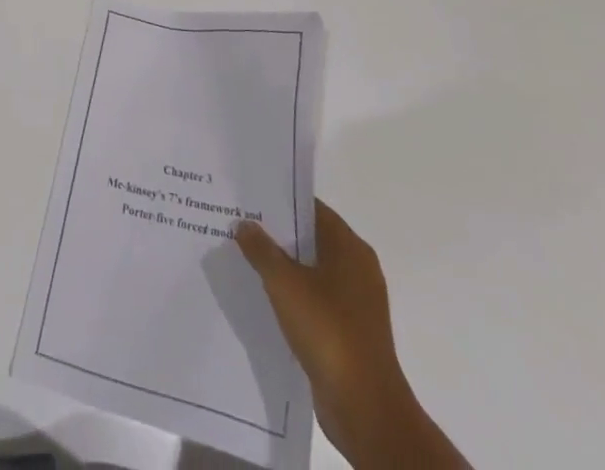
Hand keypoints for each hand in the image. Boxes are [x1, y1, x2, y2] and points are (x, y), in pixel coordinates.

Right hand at [236, 200, 466, 469]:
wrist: (365, 408)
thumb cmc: (328, 331)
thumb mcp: (285, 283)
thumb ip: (261, 249)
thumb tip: (245, 224)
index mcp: (350, 248)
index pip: (311, 208)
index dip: (280, 200)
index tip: (249, 196)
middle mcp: (357, 269)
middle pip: (310, 239)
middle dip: (276, 234)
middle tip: (239, 223)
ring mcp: (355, 303)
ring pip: (311, 272)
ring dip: (282, 267)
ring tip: (244, 257)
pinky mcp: (348, 332)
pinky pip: (314, 301)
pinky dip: (292, 296)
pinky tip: (263, 297)